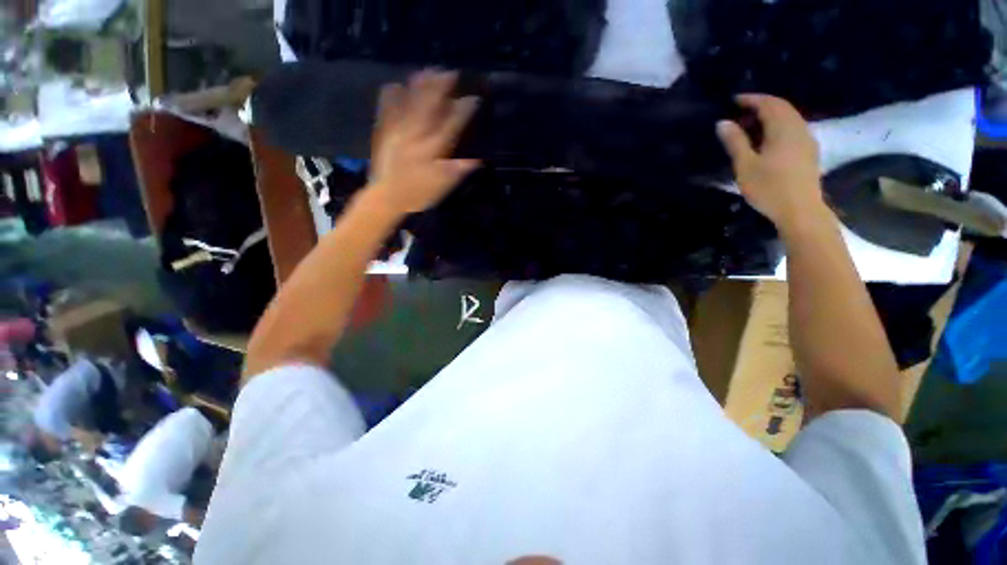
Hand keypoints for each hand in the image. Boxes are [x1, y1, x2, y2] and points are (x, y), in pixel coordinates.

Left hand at [365, 70, 478, 215]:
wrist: (386, 197)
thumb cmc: (418, 193)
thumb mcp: (444, 186)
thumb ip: (460, 170)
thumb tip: (478, 160)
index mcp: (435, 146)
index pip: (453, 122)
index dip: (465, 108)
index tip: (475, 99)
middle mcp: (417, 131)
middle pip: (431, 102)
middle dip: (443, 85)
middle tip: (452, 73)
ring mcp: (398, 127)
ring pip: (411, 98)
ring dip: (421, 82)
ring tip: (429, 71)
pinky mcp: (383, 128)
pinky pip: (387, 104)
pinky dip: (393, 91)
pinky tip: (398, 85)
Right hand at [716, 95, 824, 230]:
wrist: (800, 210)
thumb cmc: (769, 188)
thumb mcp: (745, 165)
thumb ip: (735, 142)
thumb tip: (723, 122)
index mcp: (783, 129)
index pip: (769, 103)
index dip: (751, 99)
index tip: (733, 100)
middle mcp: (799, 128)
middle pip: (782, 108)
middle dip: (761, 105)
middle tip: (739, 113)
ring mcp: (807, 140)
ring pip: (789, 118)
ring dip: (770, 116)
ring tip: (750, 126)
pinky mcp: (808, 152)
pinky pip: (793, 129)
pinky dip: (778, 126)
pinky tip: (767, 139)